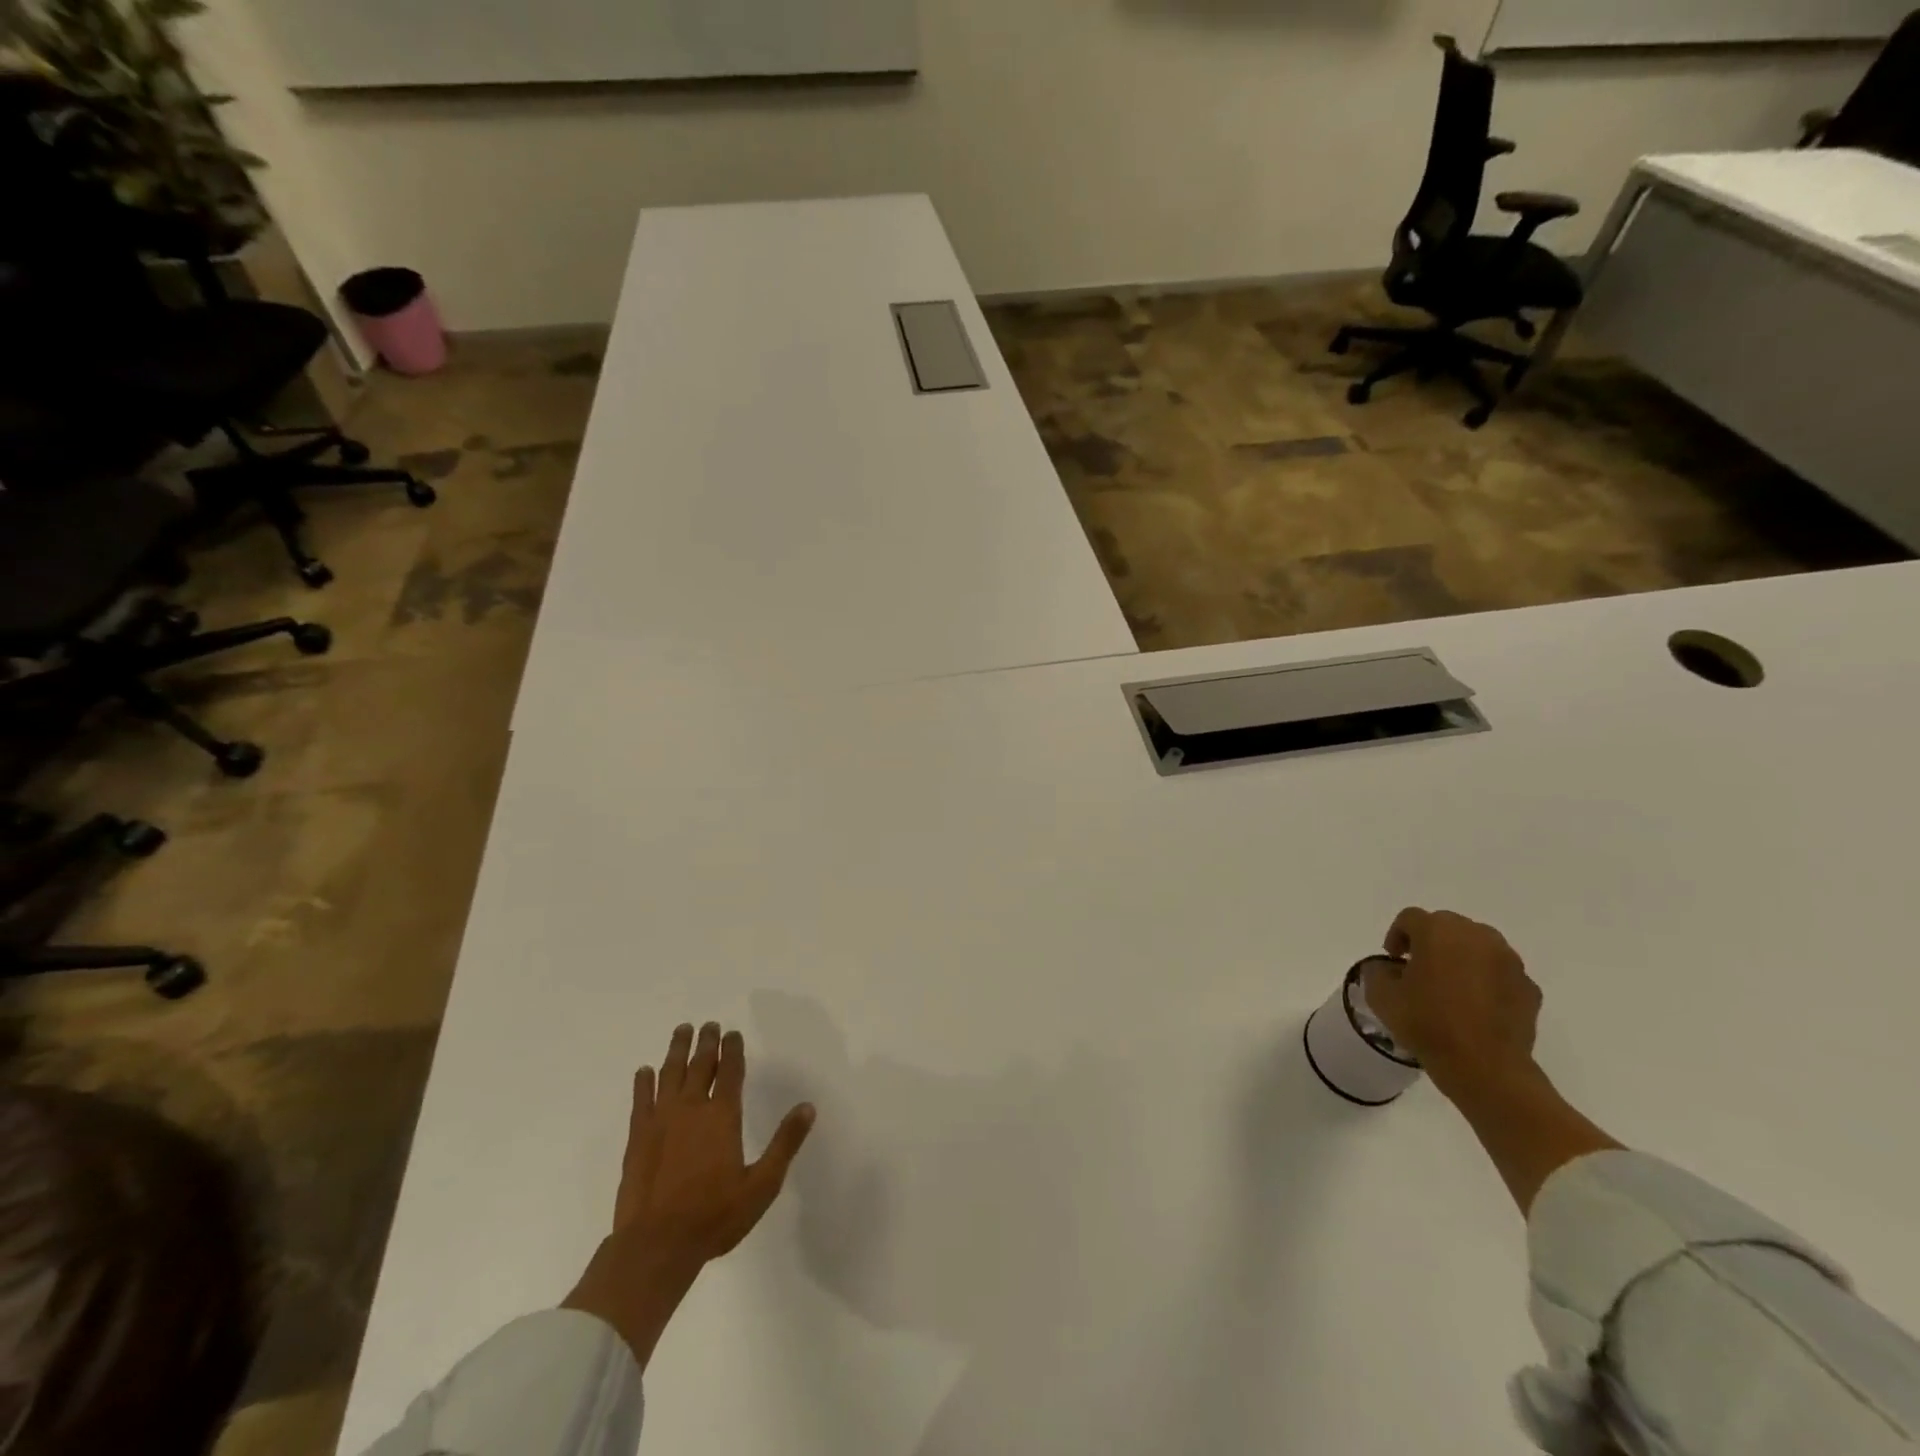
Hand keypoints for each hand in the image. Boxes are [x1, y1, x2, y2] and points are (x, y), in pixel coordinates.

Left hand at [564, 1022, 815, 1365]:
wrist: (656, 1246)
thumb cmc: (714, 1217)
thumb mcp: (762, 1185)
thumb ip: (785, 1143)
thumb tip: (808, 1107)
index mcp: (723, 1116)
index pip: (730, 1071)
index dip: (733, 1050)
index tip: (733, 1034)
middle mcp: (692, 1108)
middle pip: (700, 1065)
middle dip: (706, 1042)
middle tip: (708, 1024)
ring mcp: (661, 1120)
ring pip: (670, 1073)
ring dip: (677, 1050)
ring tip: (682, 1031)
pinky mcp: (638, 1138)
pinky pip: (641, 1099)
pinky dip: (643, 1082)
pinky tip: (644, 1072)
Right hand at [1363, 908, 1541, 1094]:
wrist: (1486, 1068)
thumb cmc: (1428, 1025)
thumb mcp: (1381, 996)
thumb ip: (1378, 971)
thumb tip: (1389, 968)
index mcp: (1438, 932)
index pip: (1411, 918)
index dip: (1397, 935)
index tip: (1393, 960)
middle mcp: (1478, 937)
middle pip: (1447, 926)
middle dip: (1431, 942)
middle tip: (1420, 969)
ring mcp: (1509, 961)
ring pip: (1479, 946)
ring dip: (1461, 957)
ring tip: (1451, 986)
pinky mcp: (1530, 988)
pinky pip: (1501, 973)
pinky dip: (1487, 980)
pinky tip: (1476, 1006)